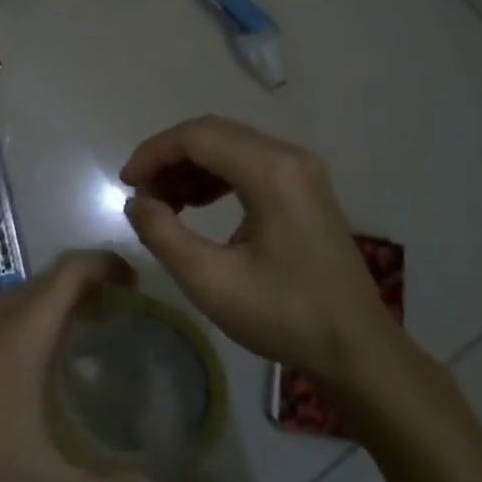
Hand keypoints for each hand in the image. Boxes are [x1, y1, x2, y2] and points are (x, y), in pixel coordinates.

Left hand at [0, 252, 152, 481]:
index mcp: (25, 329)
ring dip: (50, 304)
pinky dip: (20, 320)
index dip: (107, 263)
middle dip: (85, 286)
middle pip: (48, 279)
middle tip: (112, 315)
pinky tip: (20, 365)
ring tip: (72, 338)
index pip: (73, 270)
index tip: (132, 282)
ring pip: (17, 296)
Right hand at [120, 116, 411, 397]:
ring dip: (190, 167)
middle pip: (214, 134)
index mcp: (271, 172)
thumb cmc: (283, 314)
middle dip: (168, 157)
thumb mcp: (209, 280)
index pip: (197, 136)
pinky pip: (249, 164)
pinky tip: (194, 205)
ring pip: (230, 147)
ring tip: (162, 204)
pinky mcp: (305, 189)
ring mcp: (302, 172)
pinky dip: (214, 177)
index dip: (153, 153)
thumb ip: (162, 234)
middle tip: (141, 194)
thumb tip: (136, 203)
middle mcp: (290, 158)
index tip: (126, 185)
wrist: (355, 347)